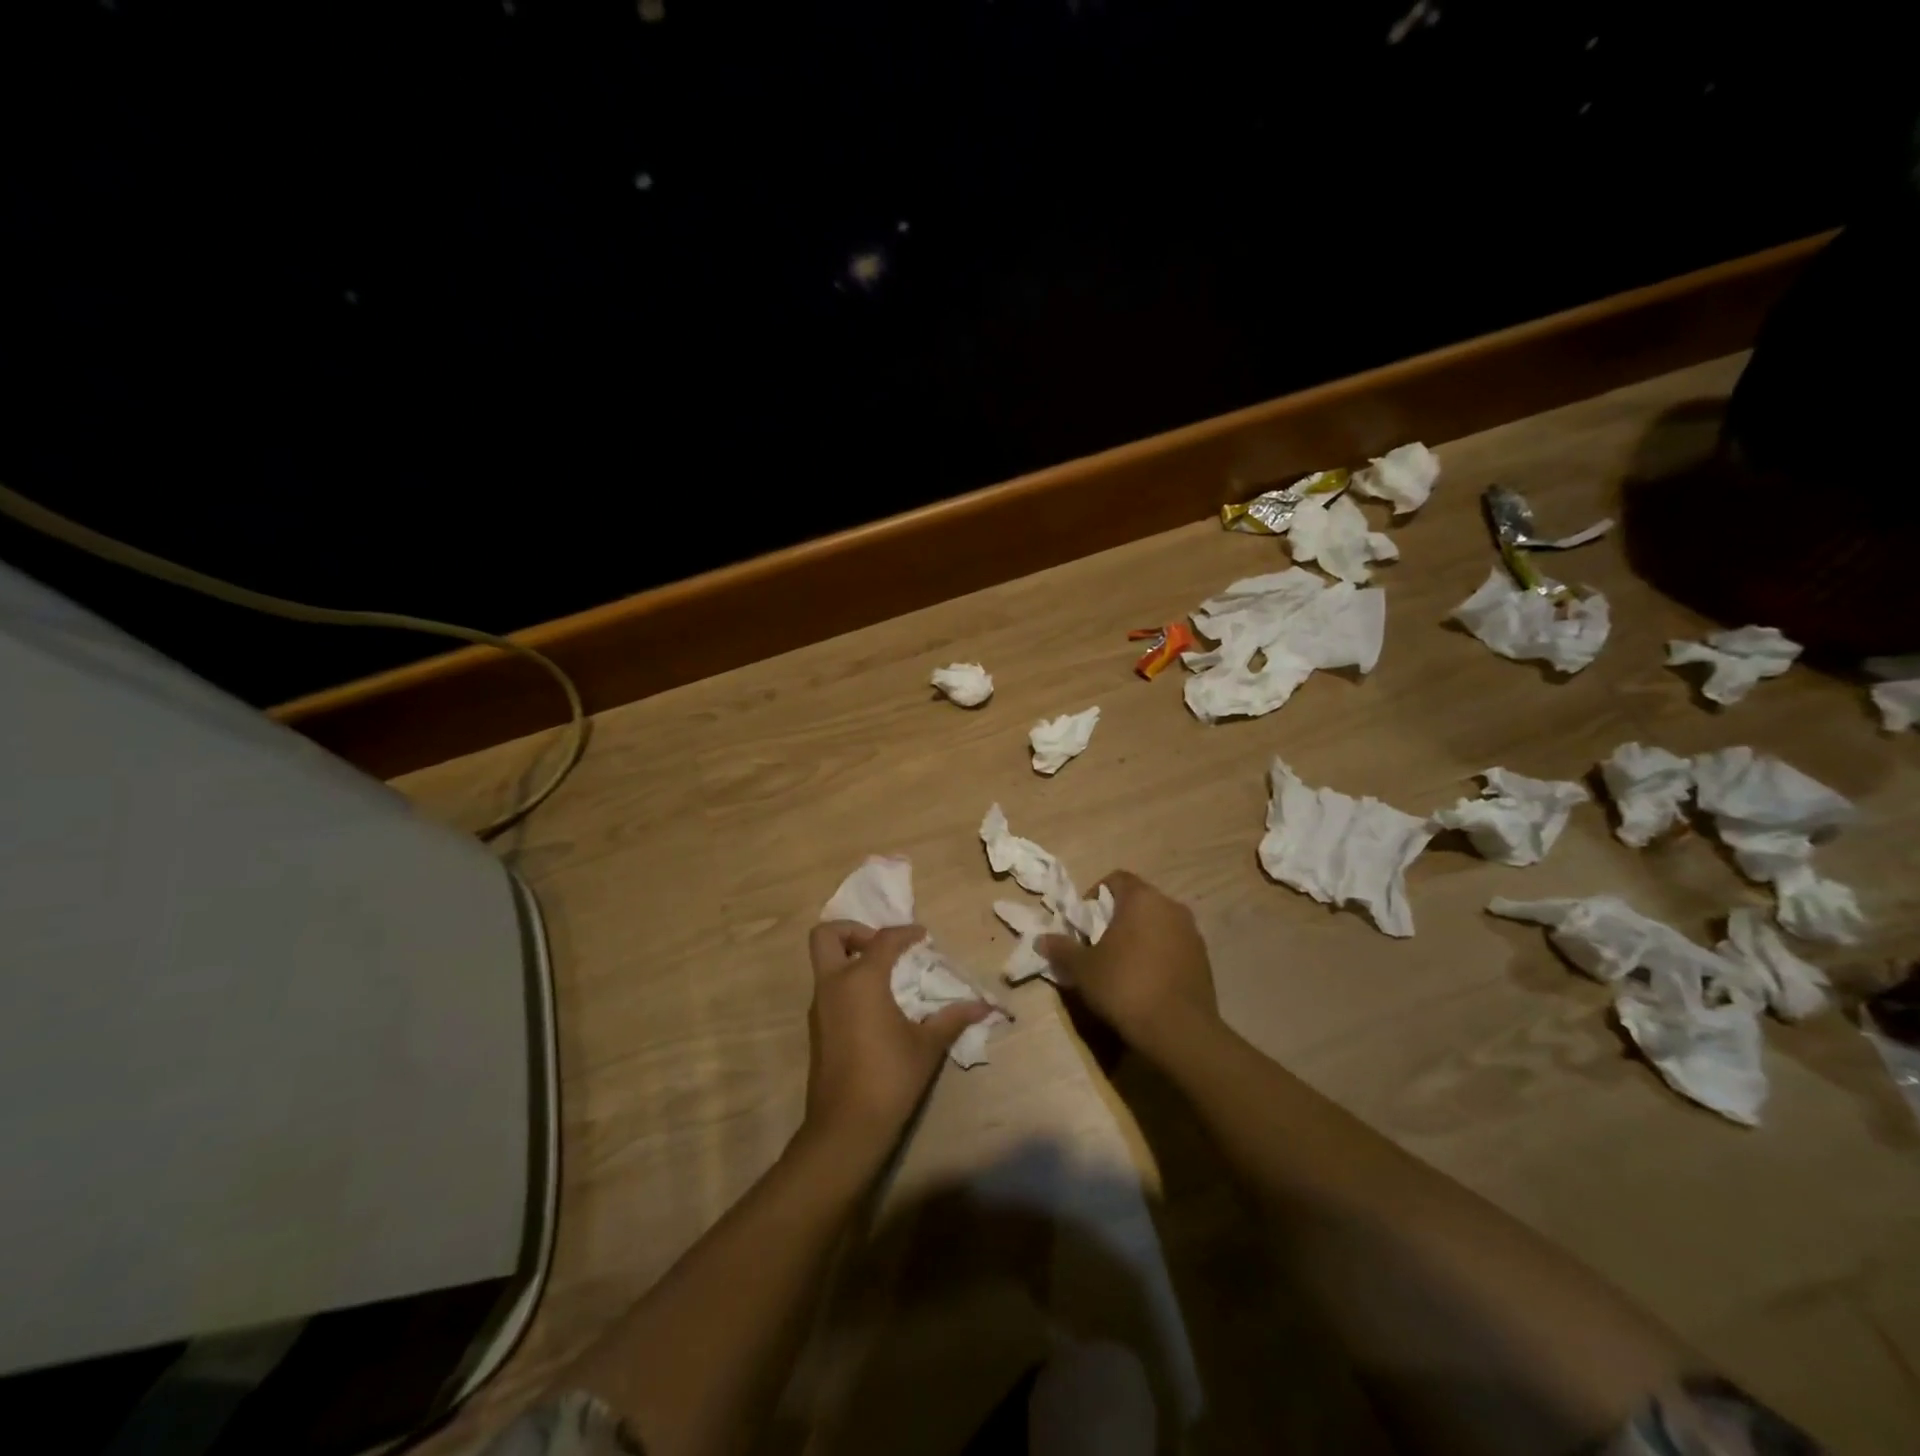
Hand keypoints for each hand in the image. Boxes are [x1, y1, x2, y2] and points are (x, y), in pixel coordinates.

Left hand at [802, 922, 992, 1161]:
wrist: (846, 1127)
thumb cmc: (890, 1077)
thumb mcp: (927, 1045)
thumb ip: (953, 1018)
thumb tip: (985, 1006)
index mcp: (861, 980)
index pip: (882, 939)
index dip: (905, 933)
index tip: (922, 937)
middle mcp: (833, 985)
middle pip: (827, 936)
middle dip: (853, 931)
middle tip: (883, 947)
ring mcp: (820, 1007)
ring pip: (824, 963)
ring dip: (850, 958)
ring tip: (886, 975)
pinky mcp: (817, 1029)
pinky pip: (828, 989)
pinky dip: (848, 983)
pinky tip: (876, 1005)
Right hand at [1039, 871, 1219, 1064]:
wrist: (1179, 1030)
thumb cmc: (1125, 986)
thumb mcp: (1083, 969)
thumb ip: (1062, 949)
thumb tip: (1041, 939)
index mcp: (1142, 898)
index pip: (1116, 879)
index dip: (1095, 895)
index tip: (1085, 924)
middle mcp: (1171, 907)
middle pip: (1138, 901)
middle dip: (1117, 918)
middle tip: (1099, 945)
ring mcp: (1192, 933)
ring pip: (1158, 924)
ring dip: (1140, 937)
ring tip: (1123, 966)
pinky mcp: (1204, 959)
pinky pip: (1174, 946)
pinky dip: (1159, 955)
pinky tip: (1147, 982)